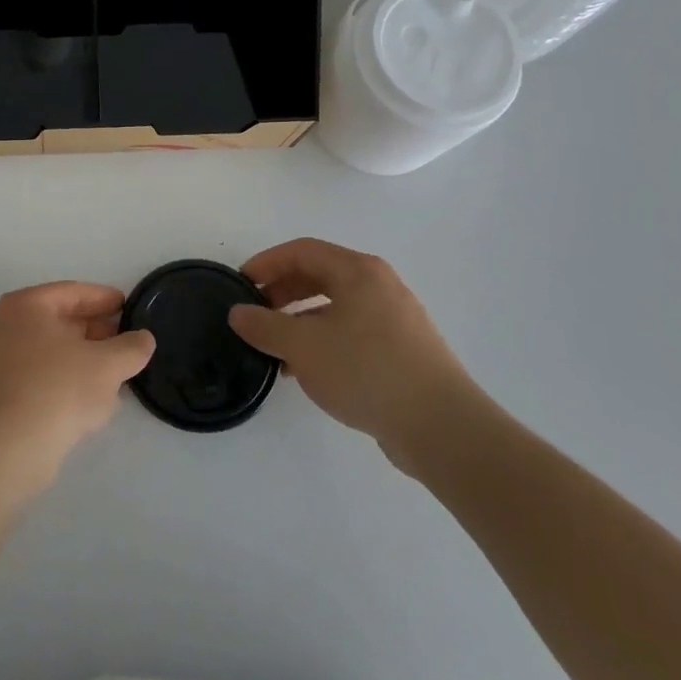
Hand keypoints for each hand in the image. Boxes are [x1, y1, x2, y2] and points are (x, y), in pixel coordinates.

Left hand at [0, 282, 154, 497]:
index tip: (128, 306)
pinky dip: (67, 378)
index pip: (73, 292)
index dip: (105, 299)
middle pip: (61, 320)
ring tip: (116, 370)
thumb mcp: (107, 365)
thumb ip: (131, 347)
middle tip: (126, 340)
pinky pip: (42, 375)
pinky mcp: (2, 392)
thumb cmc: (58, 390)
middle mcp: (7, 325)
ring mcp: (0, 360)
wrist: (8, 449)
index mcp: (26, 305)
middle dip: (96, 331)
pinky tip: (92, 397)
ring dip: (84, 358)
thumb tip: (144, 338)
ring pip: (52, 350)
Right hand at [230, 239, 485, 472]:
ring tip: (276, 347)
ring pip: (335, 307)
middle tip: (255, 314)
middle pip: (320, 275)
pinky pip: (352, 332)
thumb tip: (238, 313)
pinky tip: (307, 370)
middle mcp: (379, 286)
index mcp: (358, 271)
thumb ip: (265, 326)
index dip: (266, 263)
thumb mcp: (303, 347)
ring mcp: (396, 319)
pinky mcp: (404, 351)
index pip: (302, 251)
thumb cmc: (367, 371)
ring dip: (300, 320)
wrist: (442, 428)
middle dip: (282, 292)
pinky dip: (324, 340)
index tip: (240, 284)